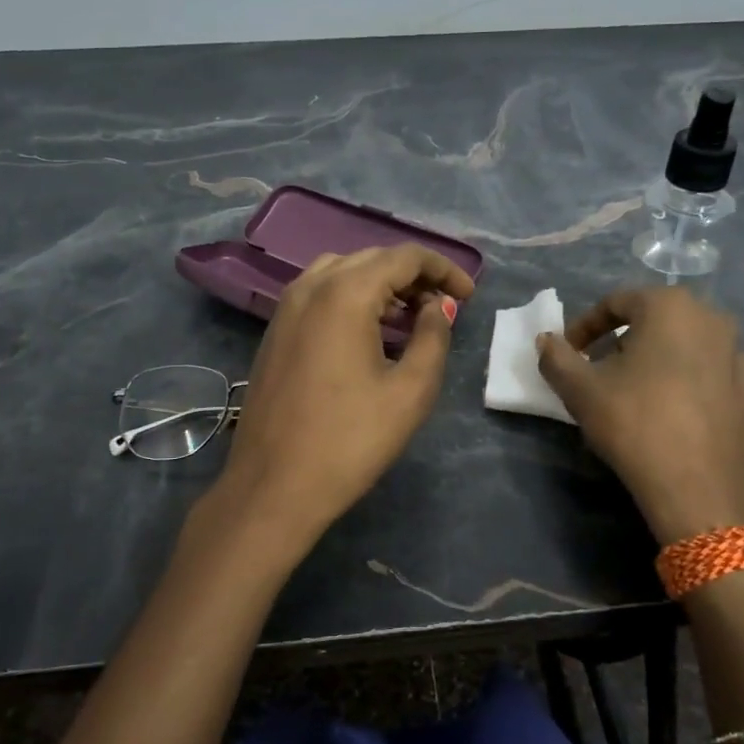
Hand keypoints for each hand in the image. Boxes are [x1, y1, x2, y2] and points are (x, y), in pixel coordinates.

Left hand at [218, 246, 474, 540]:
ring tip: (409, 317)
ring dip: (380, 285)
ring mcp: (285, 308)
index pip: (404, 257)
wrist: (274, 486)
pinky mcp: (274, 332)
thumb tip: (437, 307)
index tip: (468, 296)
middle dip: (413, 276)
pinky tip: (370, 332)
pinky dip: (351, 298)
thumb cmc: (350, 441)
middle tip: (444, 307)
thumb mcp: (410, 391)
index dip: (443, 269)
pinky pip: (320, 295)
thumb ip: (433, 336)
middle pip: (371, 259)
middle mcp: (310, 287)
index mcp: (345, 293)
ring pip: (342, 272)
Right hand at [536, 287, 743, 543]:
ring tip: (643, 396)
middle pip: (659, 322)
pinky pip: (718, 382)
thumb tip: (546, 341)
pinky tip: (680, 416)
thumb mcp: (579, 389)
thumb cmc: (634, 423)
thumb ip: (556, 357)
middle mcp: (715, 321)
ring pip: (692, 350)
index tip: (570, 353)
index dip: (586, 326)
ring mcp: (743, 360)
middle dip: (627, 342)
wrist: (698, 488)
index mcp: (671, 307)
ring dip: (665, 363)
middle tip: (604, 371)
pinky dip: (697, 391)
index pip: (617, 302)